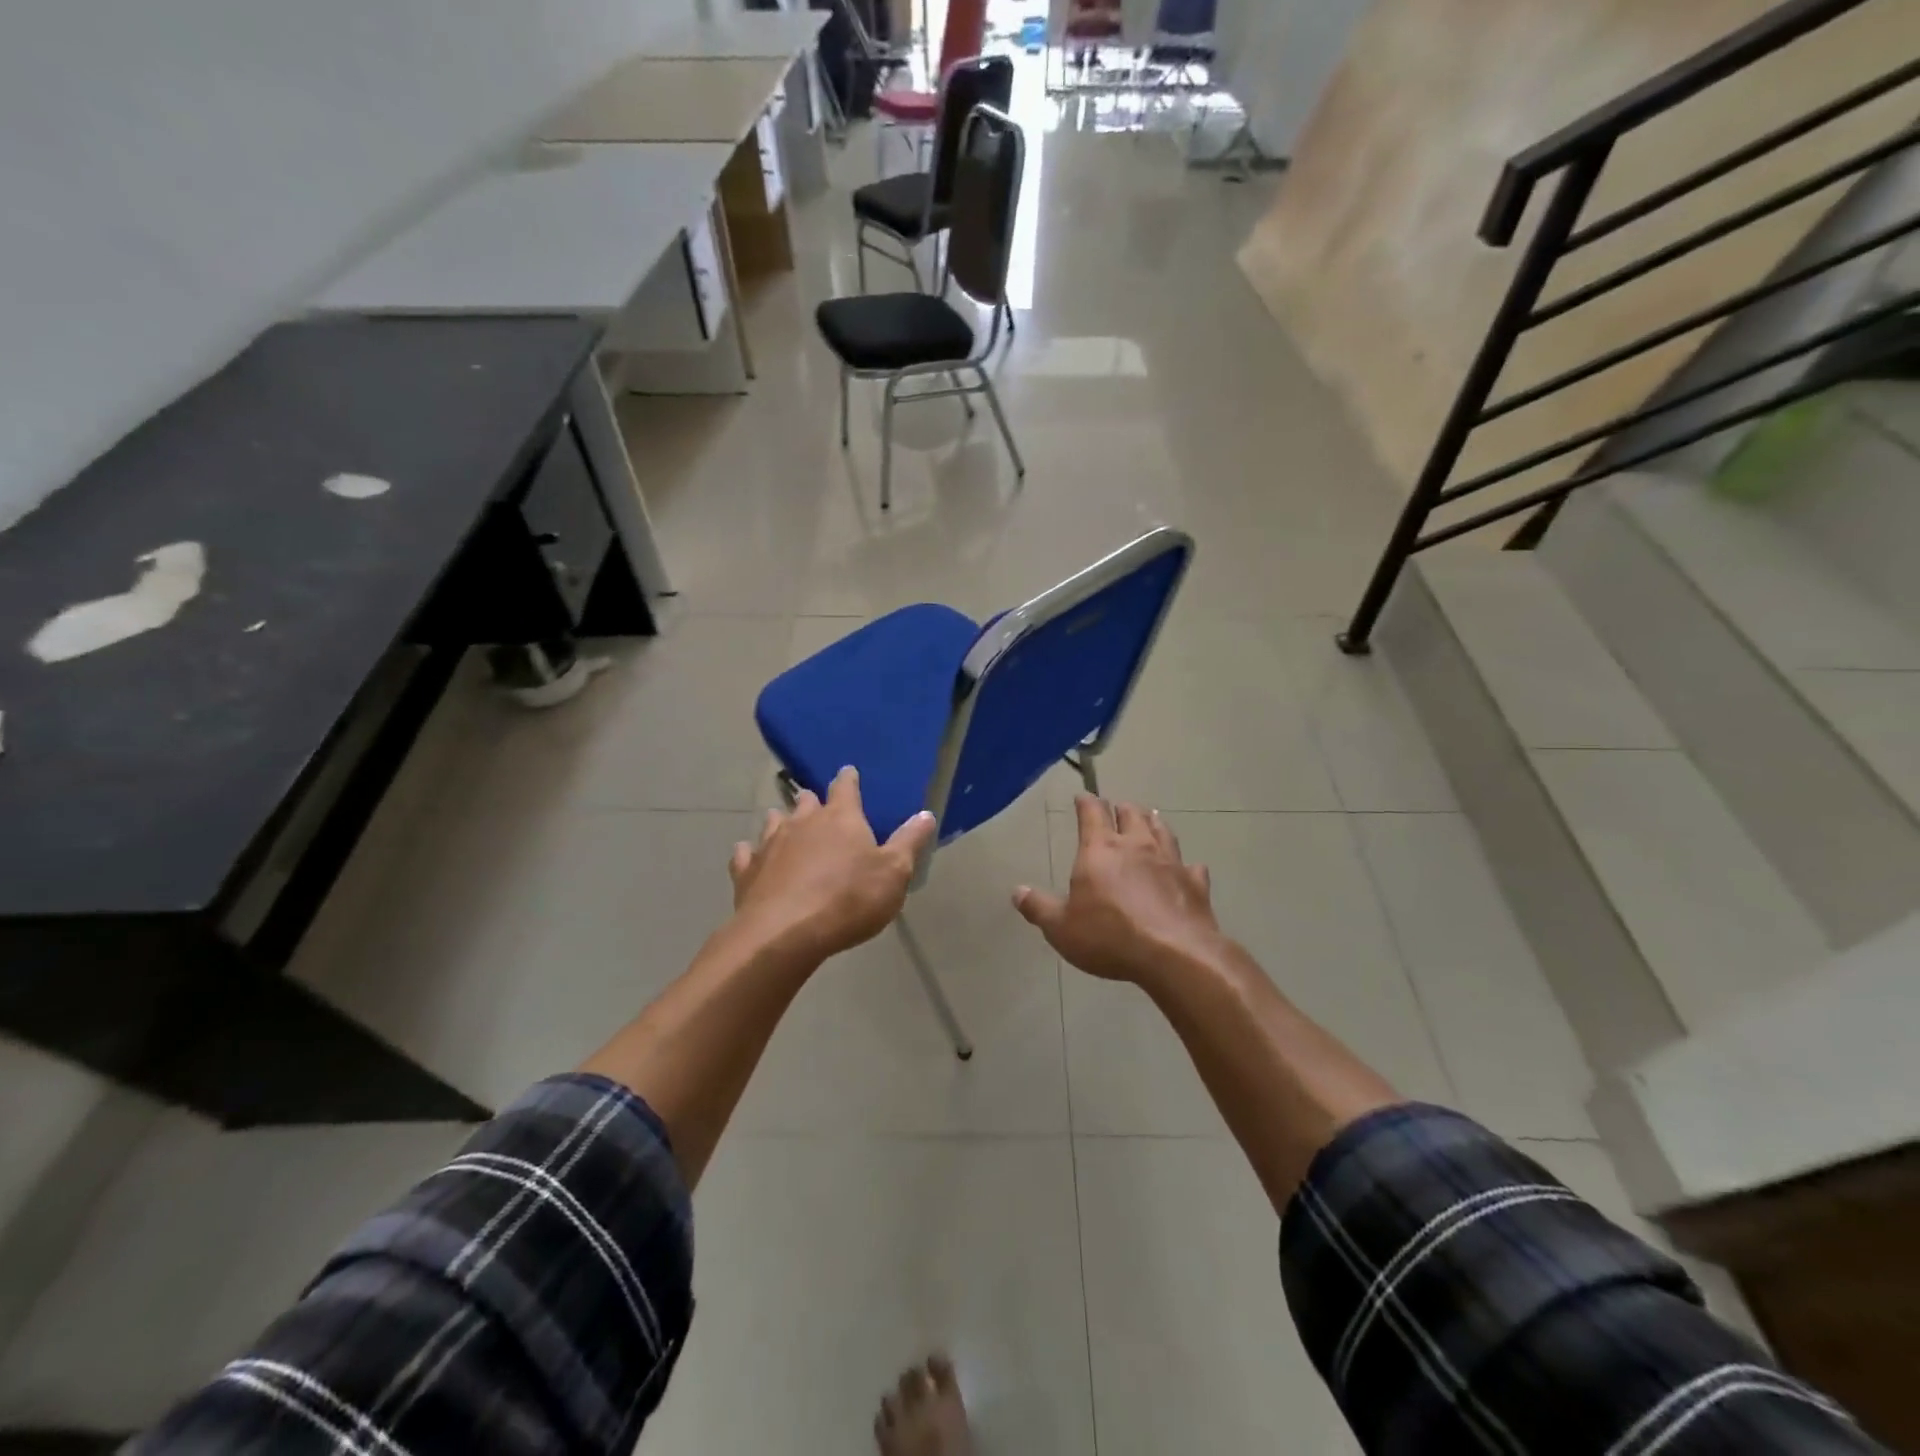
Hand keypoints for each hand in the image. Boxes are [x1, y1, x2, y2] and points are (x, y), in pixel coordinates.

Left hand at [728, 766, 937, 963]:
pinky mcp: (746, 871)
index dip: (848, 779)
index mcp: (841, 818)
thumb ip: (909, 842)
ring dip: (782, 821)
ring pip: (774, 821)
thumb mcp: (893, 873)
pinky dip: (750, 853)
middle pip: (806, 802)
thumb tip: (926, 813)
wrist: (785, 934)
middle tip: (818, 807)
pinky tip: (751, 856)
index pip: (845, 787)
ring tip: (786, 826)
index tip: (848, 772)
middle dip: (813, 802)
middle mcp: (802, 822)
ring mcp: (770, 844)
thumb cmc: (848, 899)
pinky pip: (746, 854)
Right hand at [1013, 795, 1225, 986]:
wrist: (1174, 954)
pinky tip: (1189, 867)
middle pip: (1131, 814)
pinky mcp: (1195, 884)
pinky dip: (1187, 864)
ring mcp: (1170, 862)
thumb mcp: (1061, 927)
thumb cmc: (1109, 936)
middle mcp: (1137, 846)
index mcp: (1100, 849)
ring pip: (1162, 831)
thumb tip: (1016, 892)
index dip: (1086, 801)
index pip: (1092, 813)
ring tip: (1151, 817)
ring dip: (1154, 822)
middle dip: (1122, 808)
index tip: (1083, 795)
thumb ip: (1039, 908)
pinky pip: (1192, 866)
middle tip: (1118, 808)